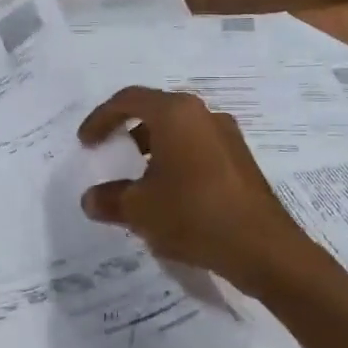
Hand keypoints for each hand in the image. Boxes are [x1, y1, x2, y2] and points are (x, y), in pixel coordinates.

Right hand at [78, 86, 315, 290]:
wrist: (261, 247)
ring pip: (179, 133)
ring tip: (138, 182)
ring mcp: (227, 137)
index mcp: (176, 114)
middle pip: (156, 112)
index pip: (128, 100)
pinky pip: (198, 151)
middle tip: (111, 155)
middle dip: (128, 133)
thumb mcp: (139, 210)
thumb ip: (109, 199)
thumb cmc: (193, 214)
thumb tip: (91, 199)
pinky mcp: (240, 161)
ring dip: (154, 151)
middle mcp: (204, 115)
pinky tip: (170, 196)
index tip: (85, 143)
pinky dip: (176, 163)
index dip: (100, 119)